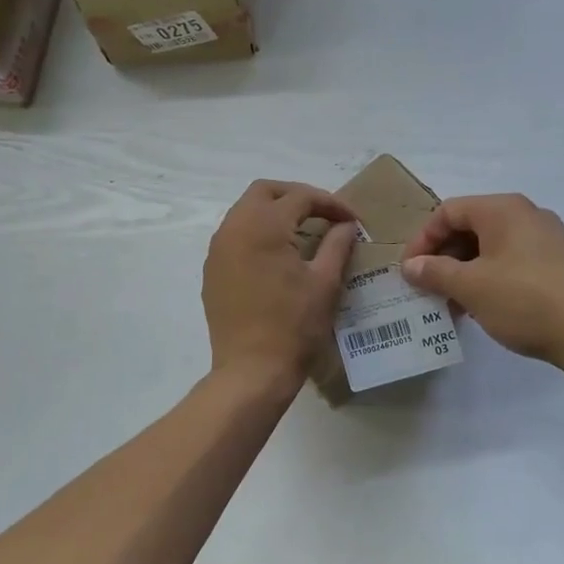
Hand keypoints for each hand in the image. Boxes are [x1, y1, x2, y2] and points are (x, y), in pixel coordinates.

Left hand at [203, 180, 357, 391]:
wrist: (252, 370)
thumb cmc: (294, 326)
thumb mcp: (325, 282)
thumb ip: (337, 245)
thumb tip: (346, 226)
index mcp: (263, 226)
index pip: (300, 197)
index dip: (330, 203)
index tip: (351, 220)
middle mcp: (234, 228)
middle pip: (264, 192)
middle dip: (296, 196)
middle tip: (323, 215)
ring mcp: (218, 250)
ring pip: (245, 211)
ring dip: (274, 213)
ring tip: (303, 232)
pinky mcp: (212, 271)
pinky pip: (234, 236)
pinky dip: (257, 233)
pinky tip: (277, 255)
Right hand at [401, 194, 563, 365]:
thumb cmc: (524, 300)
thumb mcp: (471, 287)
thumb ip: (435, 272)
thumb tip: (411, 266)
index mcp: (503, 209)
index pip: (448, 211)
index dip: (422, 239)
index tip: (410, 271)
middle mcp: (527, 215)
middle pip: (471, 227)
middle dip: (444, 257)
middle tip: (428, 288)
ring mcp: (549, 239)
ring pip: (493, 247)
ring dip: (466, 272)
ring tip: (453, 304)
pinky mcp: (562, 264)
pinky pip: (514, 262)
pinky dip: (491, 278)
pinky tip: (485, 308)